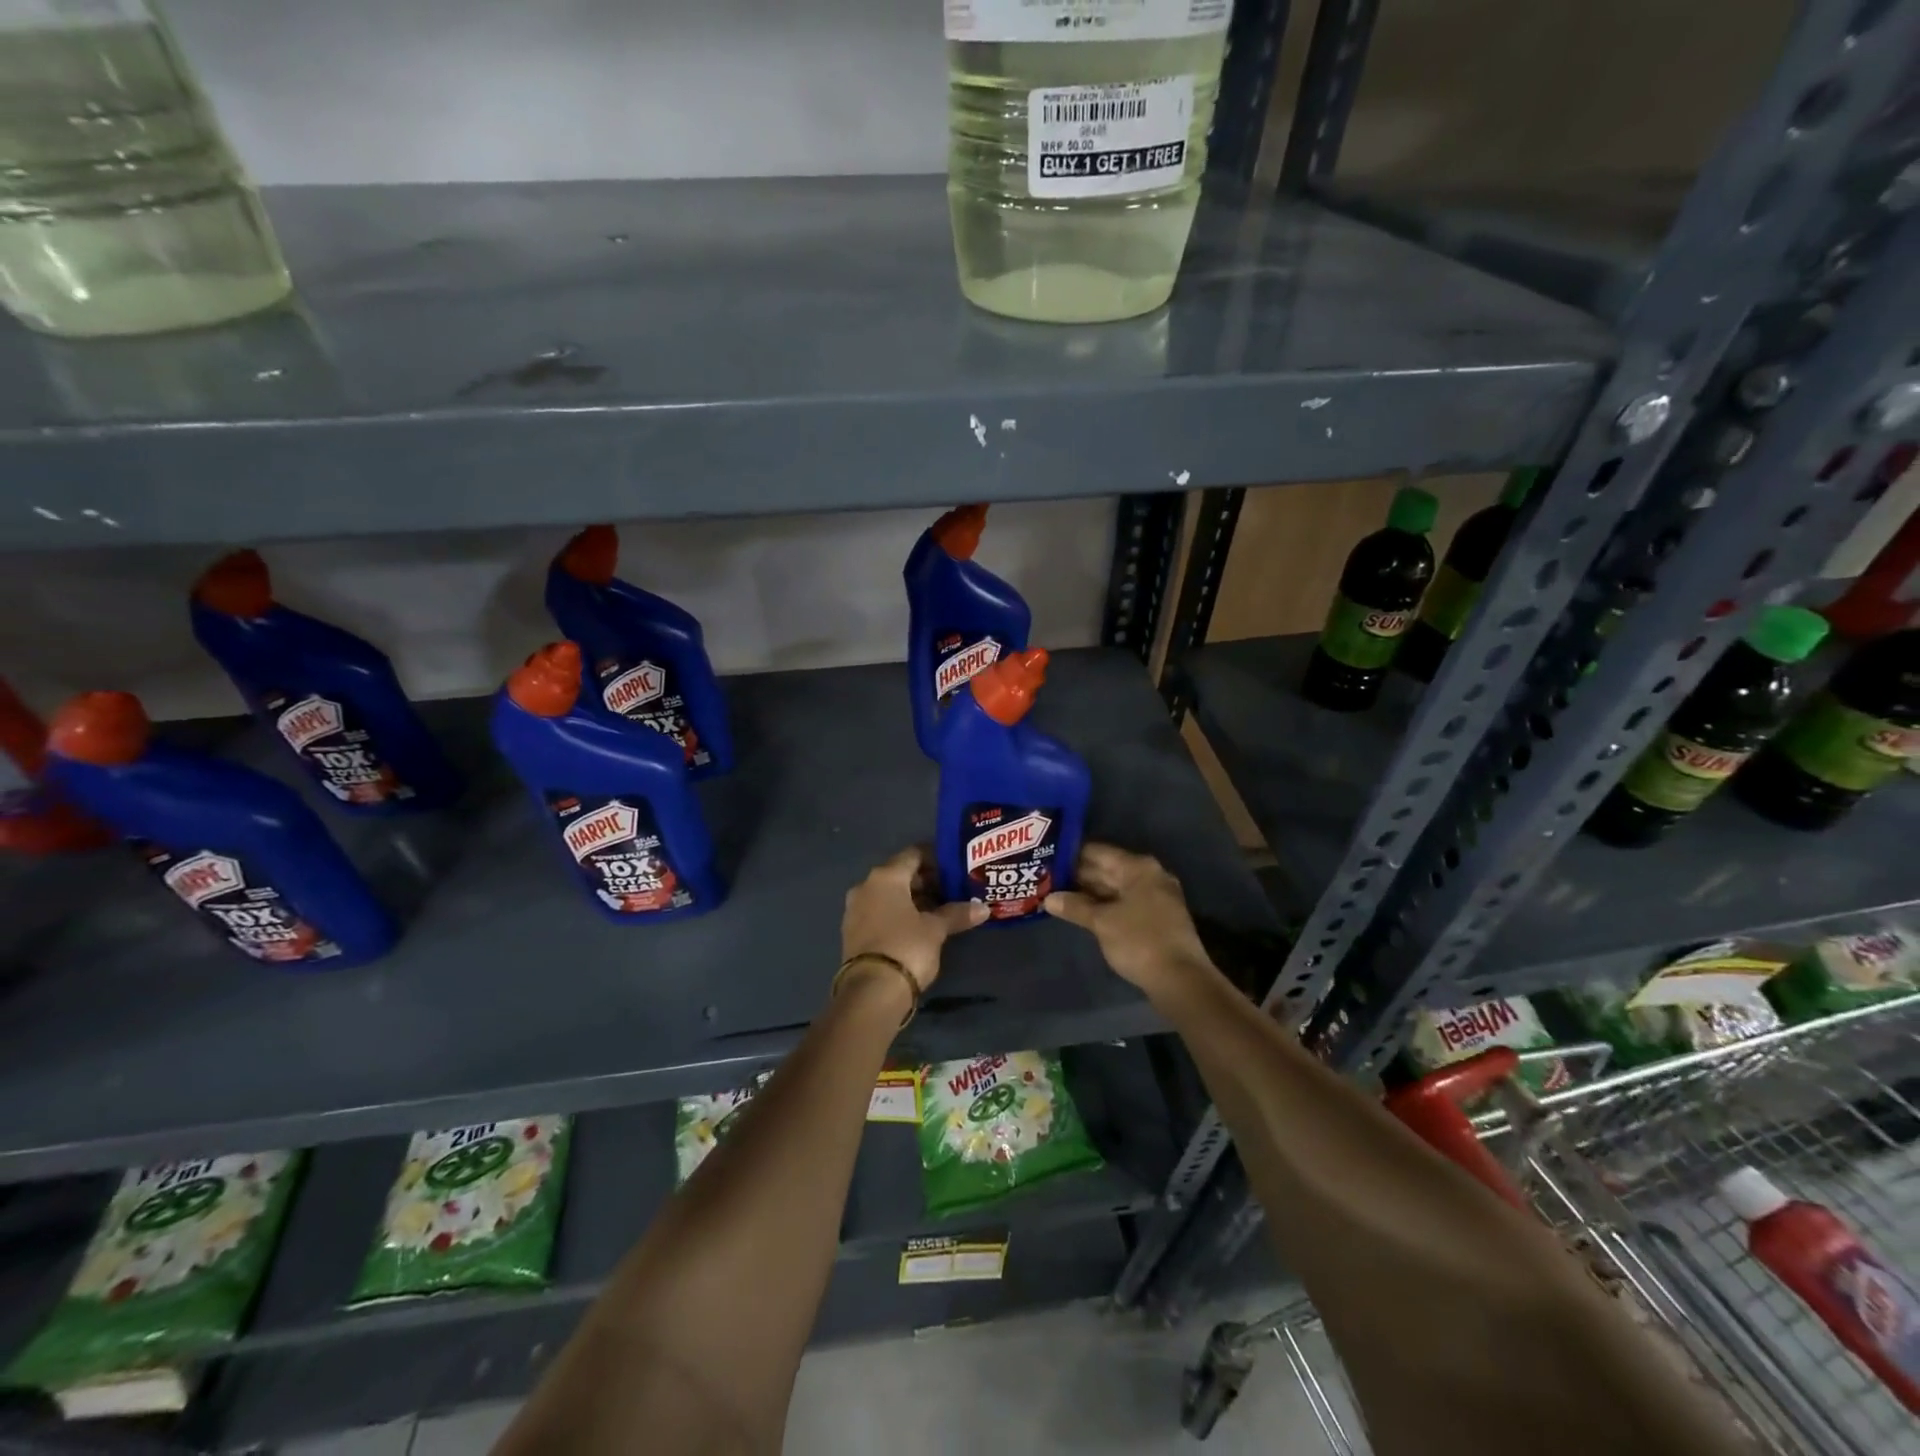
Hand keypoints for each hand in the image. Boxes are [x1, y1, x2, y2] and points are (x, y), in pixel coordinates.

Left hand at [842, 846, 987, 993]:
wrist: (871, 992)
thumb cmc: (906, 947)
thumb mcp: (936, 929)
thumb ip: (957, 913)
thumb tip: (983, 908)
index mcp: (885, 876)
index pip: (913, 854)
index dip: (936, 858)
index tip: (956, 868)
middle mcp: (866, 886)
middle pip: (900, 874)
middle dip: (927, 881)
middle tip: (953, 890)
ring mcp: (855, 910)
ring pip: (890, 895)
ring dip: (913, 899)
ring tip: (941, 910)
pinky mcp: (853, 932)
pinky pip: (880, 912)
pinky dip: (899, 914)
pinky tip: (920, 926)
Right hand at [1044, 843, 1216, 1000]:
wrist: (1181, 980)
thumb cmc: (1139, 941)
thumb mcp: (1102, 922)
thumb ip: (1075, 906)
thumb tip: (1048, 898)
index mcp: (1138, 868)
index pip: (1098, 852)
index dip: (1072, 854)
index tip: (1048, 858)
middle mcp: (1149, 876)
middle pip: (1108, 868)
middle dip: (1079, 875)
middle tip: (1047, 879)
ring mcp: (1156, 897)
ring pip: (1116, 888)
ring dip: (1090, 893)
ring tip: (1059, 895)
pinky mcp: (1157, 918)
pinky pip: (1125, 903)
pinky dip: (1105, 906)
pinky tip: (1083, 913)